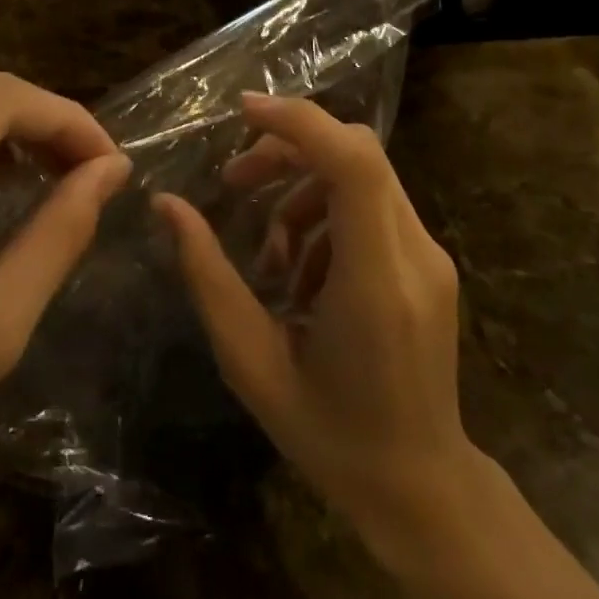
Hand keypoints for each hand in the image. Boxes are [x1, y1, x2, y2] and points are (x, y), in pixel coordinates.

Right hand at [155, 93, 473, 564]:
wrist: (421, 487)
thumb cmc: (329, 436)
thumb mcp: (251, 362)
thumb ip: (209, 277)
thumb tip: (167, 205)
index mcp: (376, 282)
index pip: (353, 163)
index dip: (298, 122)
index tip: (242, 111)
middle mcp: (415, 254)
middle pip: (356, 152)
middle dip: (287, 150)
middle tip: (234, 182)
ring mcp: (431, 255)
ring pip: (362, 173)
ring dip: (303, 189)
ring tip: (268, 256)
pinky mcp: (429, 261)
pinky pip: (372, 204)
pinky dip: (326, 214)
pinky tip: (302, 273)